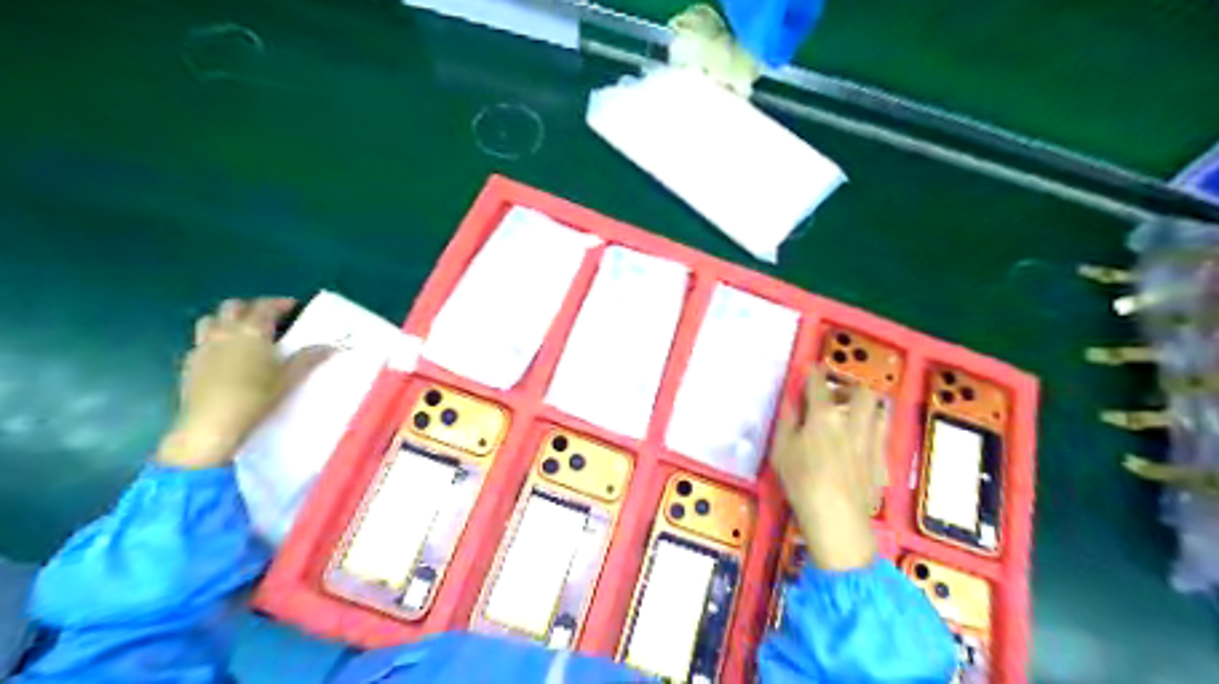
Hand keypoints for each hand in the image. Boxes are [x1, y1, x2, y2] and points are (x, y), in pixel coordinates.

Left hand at [154, 298, 329, 468]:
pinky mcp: (189, 363)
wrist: (211, 425)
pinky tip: (224, 354)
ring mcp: (203, 346)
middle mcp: (224, 332)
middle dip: (251, 306)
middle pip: (233, 306)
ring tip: (242, 330)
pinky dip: (214, 339)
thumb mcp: (289, 378)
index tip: (293, 305)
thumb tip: (332, 346)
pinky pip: (201, 340)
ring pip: (211, 319)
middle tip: (268, 317)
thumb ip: (308, 358)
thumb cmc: (256, 397)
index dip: (279, 303)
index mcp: (251, 332)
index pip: (265, 306)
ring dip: (227, 318)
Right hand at [776, 371, 892, 568]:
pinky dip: (872, 429)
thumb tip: (793, 399)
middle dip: (849, 386)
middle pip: (861, 391)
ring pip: (879, 409)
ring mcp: (872, 439)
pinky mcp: (883, 460)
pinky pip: (882, 434)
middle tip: (835, 395)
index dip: (814, 372)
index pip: (819, 383)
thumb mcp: (782, 447)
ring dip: (866, 405)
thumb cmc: (801, 480)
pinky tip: (861, 442)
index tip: (810, 368)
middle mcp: (853, 420)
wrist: (836, 516)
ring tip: (853, 413)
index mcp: (824, 414)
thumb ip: (789, 419)